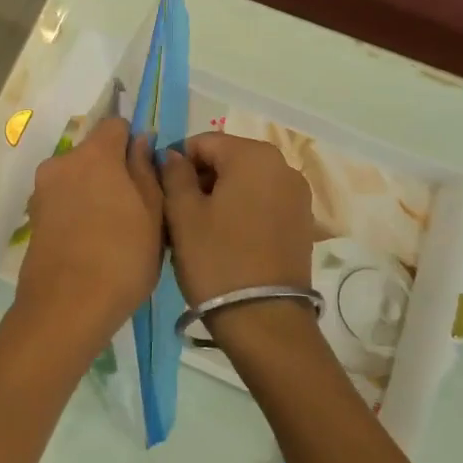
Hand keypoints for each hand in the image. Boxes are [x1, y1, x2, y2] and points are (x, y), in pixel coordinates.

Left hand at [6, 117, 163, 370]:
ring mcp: (43, 190)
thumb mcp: (153, 213)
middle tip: (136, 207)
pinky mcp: (33, 217)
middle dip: (114, 169)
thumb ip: (146, 170)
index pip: (116, 125)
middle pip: (94, 152)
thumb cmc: (122, 257)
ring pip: (77, 177)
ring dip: (95, 191)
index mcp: (94, 154)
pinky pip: (63, 200)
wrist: (66, 308)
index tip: (148, 171)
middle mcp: (62, 162)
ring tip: (114, 230)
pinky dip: (78, 210)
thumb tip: (141, 141)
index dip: (134, 141)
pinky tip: (92, 242)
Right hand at [159, 132, 317, 347]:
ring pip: (245, 181)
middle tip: (176, 212)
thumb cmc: (217, 259)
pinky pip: (263, 202)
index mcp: (253, 155)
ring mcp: (297, 195)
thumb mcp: (183, 214)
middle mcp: (282, 166)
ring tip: (198, 229)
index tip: (160, 190)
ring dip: (220, 195)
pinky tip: (224, 238)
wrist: (264, 320)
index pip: (203, 142)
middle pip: (228, 159)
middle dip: (200, 178)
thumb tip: (173, 155)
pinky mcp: (302, 222)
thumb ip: (174, 173)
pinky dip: (241, 210)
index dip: (176, 161)